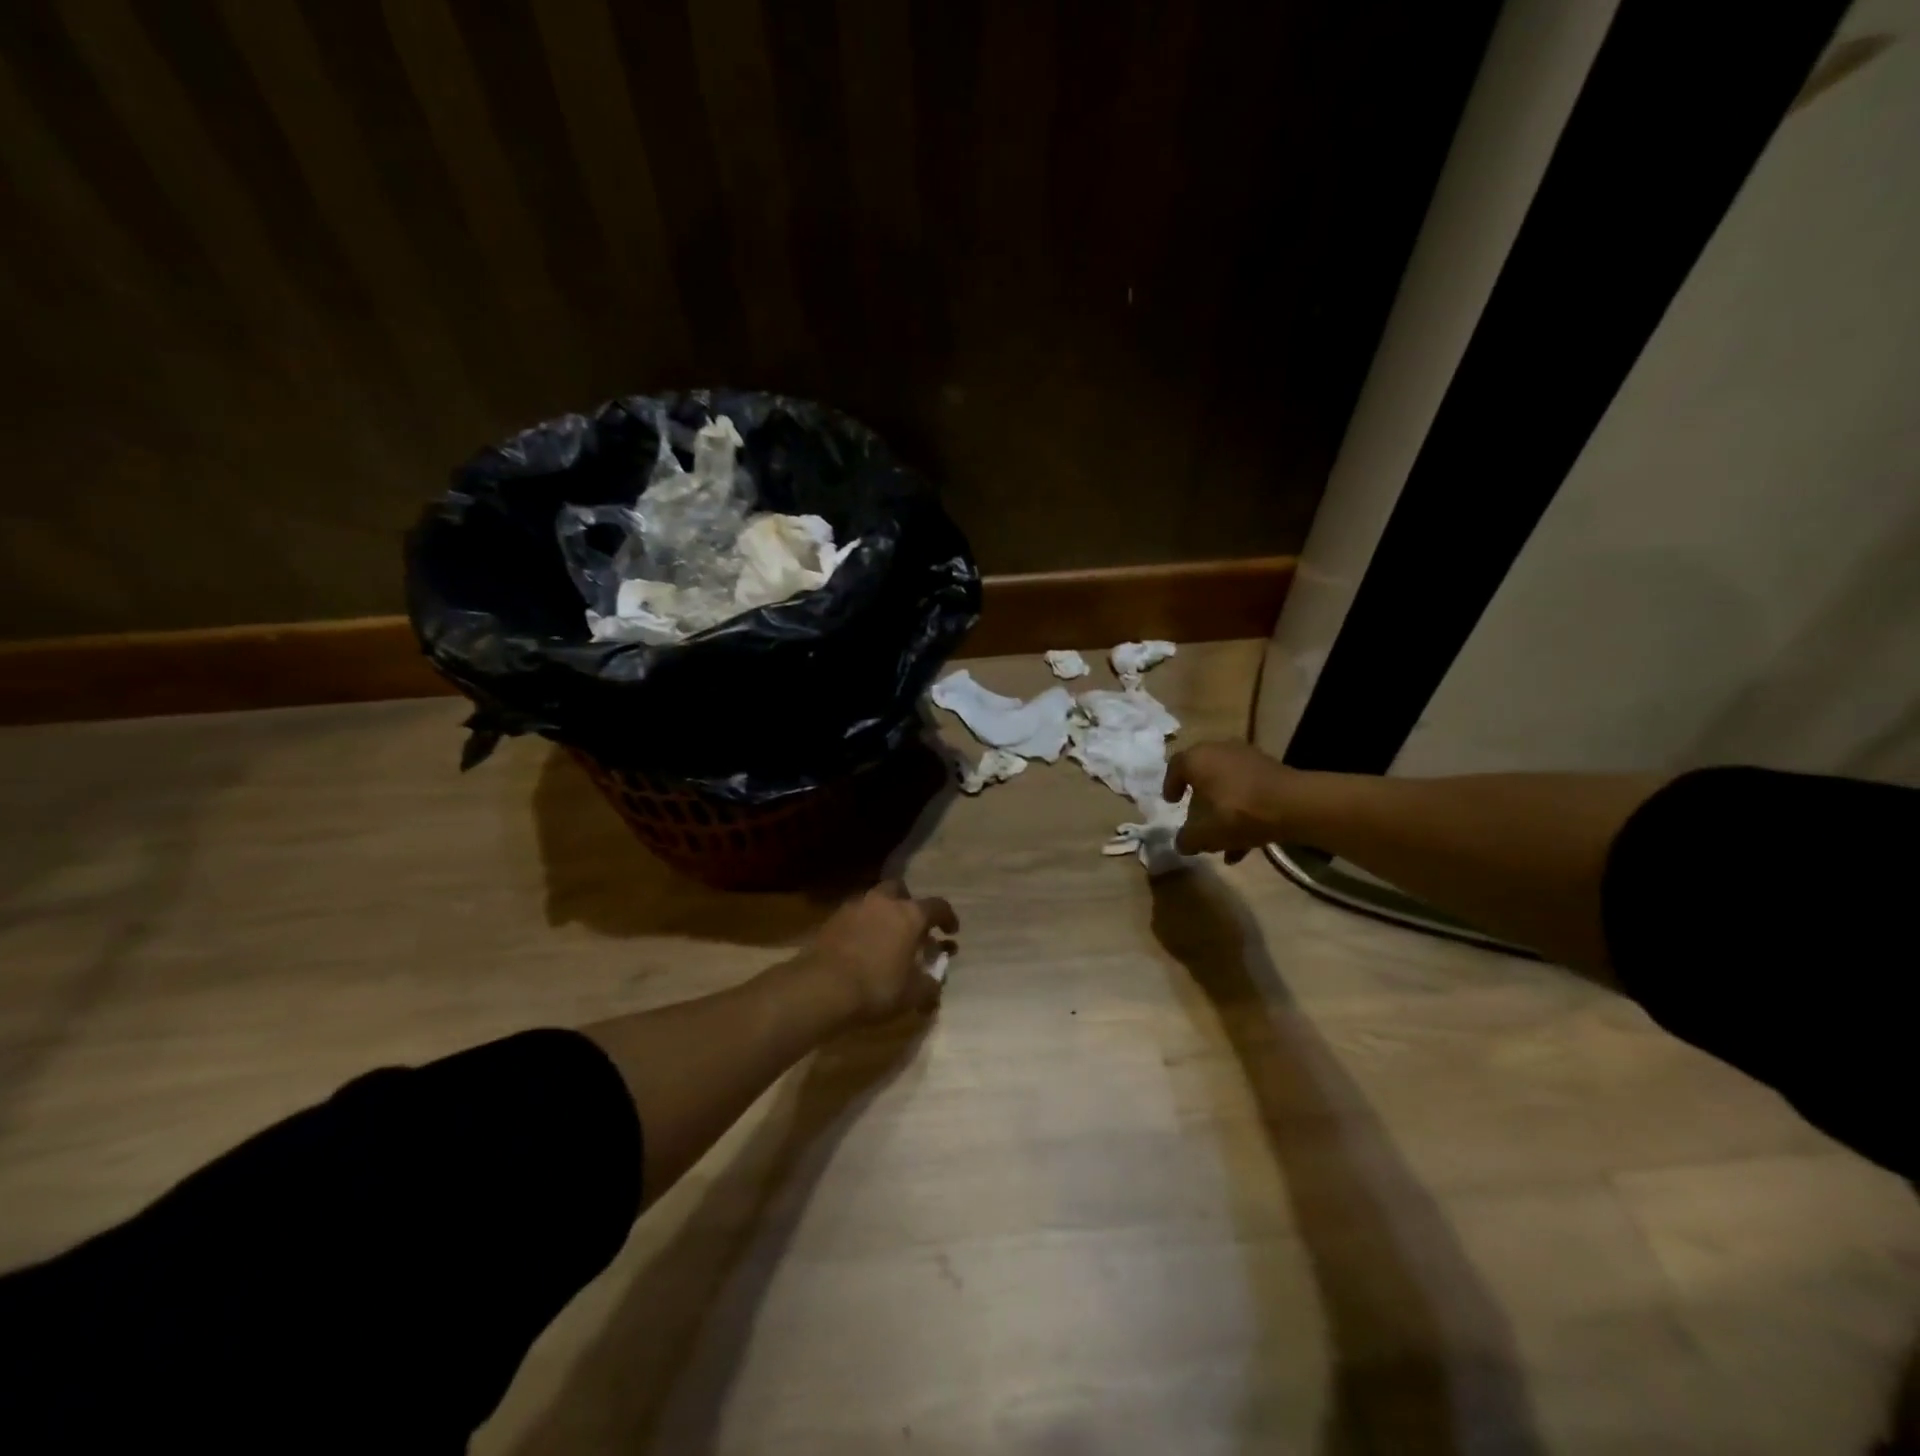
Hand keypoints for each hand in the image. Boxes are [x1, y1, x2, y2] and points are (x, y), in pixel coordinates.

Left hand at [805, 881, 957, 1024]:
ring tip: (884, 937)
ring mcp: (855, 906)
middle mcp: (884, 901)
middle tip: (911, 926)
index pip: (938, 906)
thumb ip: (929, 985)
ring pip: (874, 900)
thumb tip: (935, 983)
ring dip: (883, 914)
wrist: (822, 987)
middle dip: (908, 904)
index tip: (951, 931)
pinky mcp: (832, 918)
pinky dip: (862, 925)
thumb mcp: (912, 994)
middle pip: (900, 891)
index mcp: (910, 914)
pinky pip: (855, 915)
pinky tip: (861, 945)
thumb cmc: (877, 987)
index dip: (947, 918)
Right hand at [1164, 741, 1293, 862]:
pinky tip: (1246, 842)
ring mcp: (1248, 758)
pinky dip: (1243, 810)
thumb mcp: (1204, 833)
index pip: (1175, 767)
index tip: (1171, 803)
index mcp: (1197, 758)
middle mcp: (1220, 750)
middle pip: (1203, 775)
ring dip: (1222, 809)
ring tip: (1222, 839)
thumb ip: (1187, 839)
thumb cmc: (1237, 812)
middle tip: (1196, 818)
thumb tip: (1182, 843)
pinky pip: (1248, 790)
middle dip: (1199, 800)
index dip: (1170, 786)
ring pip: (1227, 785)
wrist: (1294, 805)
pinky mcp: (1271, 769)